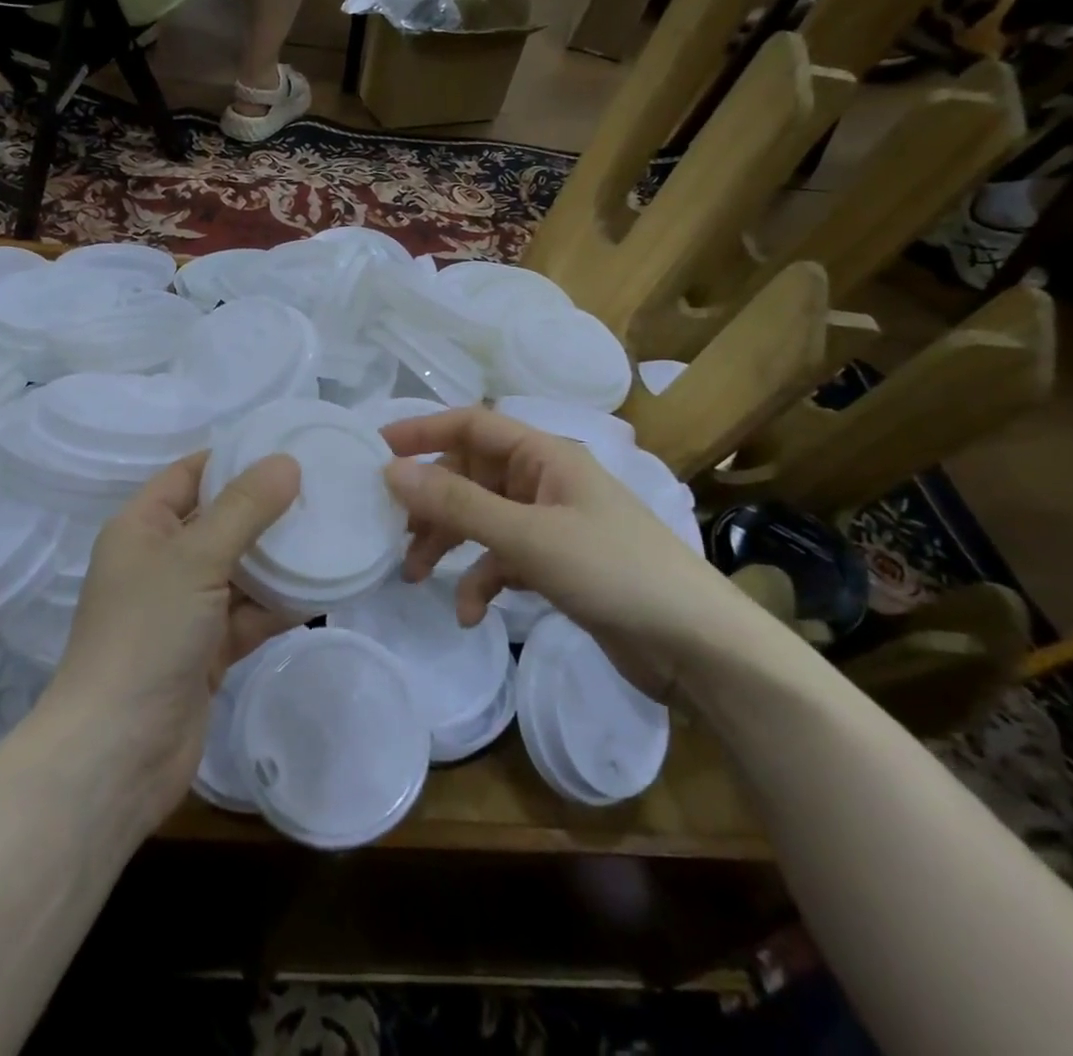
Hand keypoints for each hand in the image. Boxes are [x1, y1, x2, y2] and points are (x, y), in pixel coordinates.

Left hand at [46, 451, 298, 825]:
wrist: (118, 752)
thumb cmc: (147, 634)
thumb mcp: (195, 558)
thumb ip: (244, 509)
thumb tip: (286, 462)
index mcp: (143, 527)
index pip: (190, 474)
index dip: (233, 458)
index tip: (287, 447)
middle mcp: (161, 561)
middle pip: (220, 520)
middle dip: (266, 508)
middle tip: (323, 489)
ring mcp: (184, 608)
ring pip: (240, 569)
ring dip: (279, 558)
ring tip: (332, 532)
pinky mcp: (207, 649)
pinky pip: (249, 613)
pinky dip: (280, 604)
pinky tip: (324, 589)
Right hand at [380, 409, 761, 697]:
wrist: (697, 647)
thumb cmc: (614, 572)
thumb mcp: (527, 536)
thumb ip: (457, 504)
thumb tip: (391, 471)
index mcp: (544, 455)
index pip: (471, 425)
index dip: (422, 431)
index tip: (375, 451)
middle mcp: (544, 481)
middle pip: (469, 476)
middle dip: (430, 503)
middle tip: (392, 531)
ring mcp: (551, 523)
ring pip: (481, 518)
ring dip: (448, 543)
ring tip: (416, 576)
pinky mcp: (557, 564)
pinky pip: (503, 558)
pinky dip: (481, 580)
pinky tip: (470, 614)